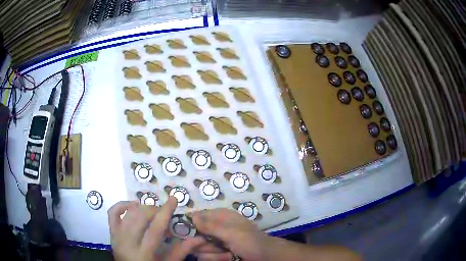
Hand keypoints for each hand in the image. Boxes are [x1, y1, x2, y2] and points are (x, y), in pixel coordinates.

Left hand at [108, 197, 204, 260]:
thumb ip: (182, 250)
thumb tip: (200, 238)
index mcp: (144, 252)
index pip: (155, 229)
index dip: (165, 212)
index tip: (174, 199)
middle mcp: (128, 242)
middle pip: (141, 218)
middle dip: (155, 210)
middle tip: (164, 212)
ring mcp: (117, 235)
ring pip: (128, 213)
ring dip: (142, 207)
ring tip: (152, 210)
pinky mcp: (111, 232)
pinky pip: (113, 212)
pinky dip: (122, 205)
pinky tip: (133, 205)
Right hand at [192, 208, 269, 260]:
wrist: (264, 256)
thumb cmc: (249, 241)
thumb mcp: (231, 233)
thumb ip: (210, 226)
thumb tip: (192, 216)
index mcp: (219, 216)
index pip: (196, 217)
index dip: (193, 227)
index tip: (197, 236)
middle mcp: (215, 228)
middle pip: (195, 235)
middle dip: (205, 245)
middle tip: (218, 248)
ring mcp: (216, 241)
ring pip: (200, 248)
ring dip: (213, 254)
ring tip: (228, 254)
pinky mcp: (217, 252)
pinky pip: (206, 256)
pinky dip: (217, 258)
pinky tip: (229, 257)